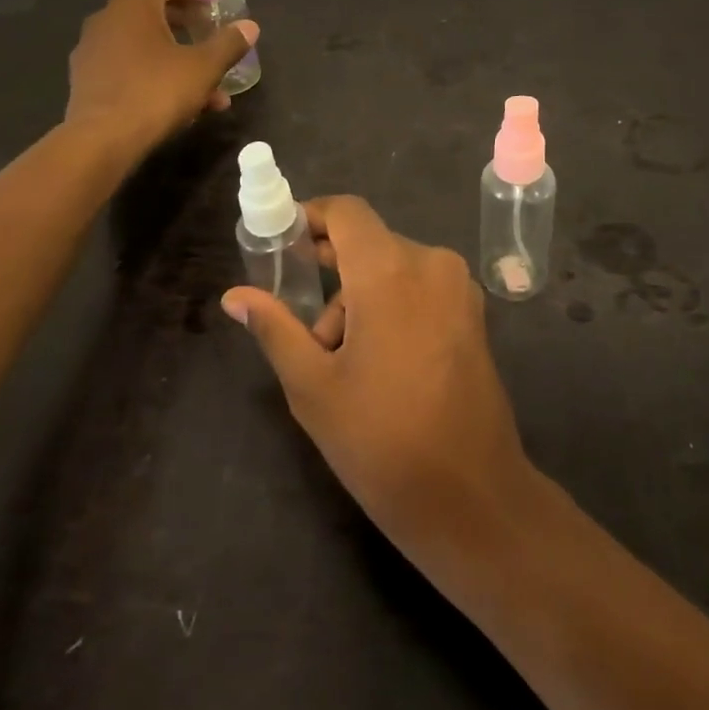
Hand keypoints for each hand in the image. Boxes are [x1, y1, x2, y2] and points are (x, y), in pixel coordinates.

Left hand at [63, 0, 257, 157]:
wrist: (101, 140)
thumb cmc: (156, 92)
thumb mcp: (203, 67)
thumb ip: (228, 43)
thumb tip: (250, 26)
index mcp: (134, 6)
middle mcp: (107, 19)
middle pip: (151, 11)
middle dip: (185, 22)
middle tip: (209, 31)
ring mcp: (93, 50)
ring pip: (142, 44)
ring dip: (175, 55)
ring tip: (207, 82)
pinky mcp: (87, 80)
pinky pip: (128, 66)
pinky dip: (154, 74)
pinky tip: (181, 103)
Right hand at [220, 196, 535, 556]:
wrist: (472, 497)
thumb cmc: (382, 441)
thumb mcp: (313, 387)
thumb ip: (275, 329)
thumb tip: (234, 296)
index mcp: (390, 270)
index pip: (347, 212)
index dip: (312, 218)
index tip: (282, 245)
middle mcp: (431, 263)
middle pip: (368, 245)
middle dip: (330, 275)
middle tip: (300, 323)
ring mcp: (459, 288)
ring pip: (394, 269)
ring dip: (360, 298)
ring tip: (339, 363)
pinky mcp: (474, 314)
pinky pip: (420, 287)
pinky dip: (392, 305)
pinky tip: (379, 361)